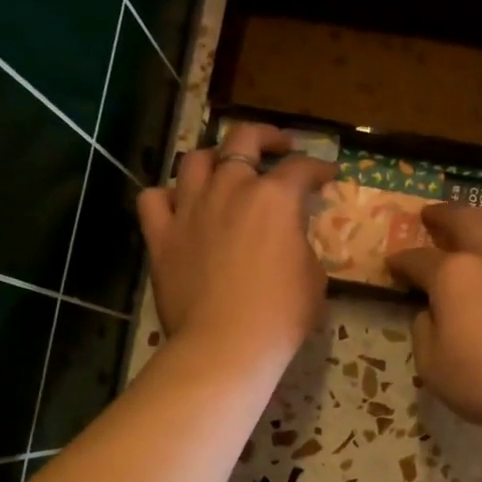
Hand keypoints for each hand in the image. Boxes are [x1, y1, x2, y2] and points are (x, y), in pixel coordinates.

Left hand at [136, 122, 335, 367]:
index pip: (302, 168)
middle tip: (278, 146)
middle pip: (243, 139)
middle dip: (266, 136)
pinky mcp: (161, 234)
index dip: (319, 168)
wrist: (226, 344)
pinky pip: (154, 198)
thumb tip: (292, 236)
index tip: (327, 175)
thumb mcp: (313, 276)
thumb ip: (302, 243)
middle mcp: (231, 189)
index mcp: (275, 198)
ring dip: (214, 158)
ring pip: (195, 160)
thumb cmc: (282, 314)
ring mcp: (191, 208)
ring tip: (223, 169)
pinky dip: (167, 196)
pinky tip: (179, 205)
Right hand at [387, 205, 481, 433]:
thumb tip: (430, 314)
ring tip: (481, 223)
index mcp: (452, 276)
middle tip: (431, 214)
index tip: (391, 262)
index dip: (401, 260)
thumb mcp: (433, 367)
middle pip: (465, 220)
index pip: (418, 259)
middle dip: (443, 214)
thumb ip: (424, 334)